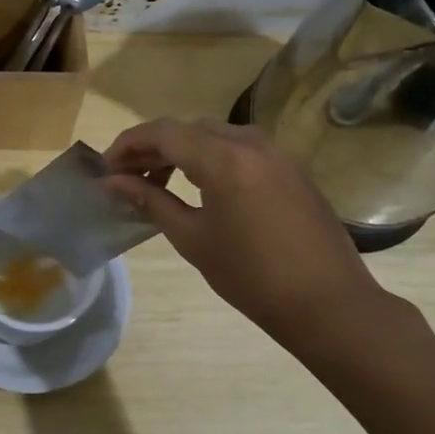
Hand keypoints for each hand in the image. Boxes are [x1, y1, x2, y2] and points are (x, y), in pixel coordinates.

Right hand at [102, 118, 389, 352]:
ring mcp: (277, 153)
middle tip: (127, 178)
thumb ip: (150, 201)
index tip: (106, 169)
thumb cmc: (251, 276)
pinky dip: (211, 159)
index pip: (163, 132)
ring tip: (159, 184)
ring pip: (215, 135)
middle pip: (188, 129)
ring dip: (182, 152)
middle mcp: (251, 142)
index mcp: (224, 158)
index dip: (128, 145)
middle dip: (153, 148)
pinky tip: (200, 189)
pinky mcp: (291, 168)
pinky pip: (240, 149)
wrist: (328, 304)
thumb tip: (111, 183)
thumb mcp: (192, 238)